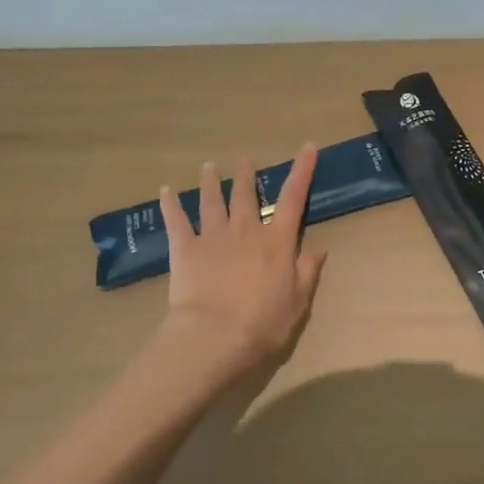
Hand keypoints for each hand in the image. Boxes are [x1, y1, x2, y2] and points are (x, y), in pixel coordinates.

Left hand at [155, 147, 327, 379]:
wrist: (214, 335)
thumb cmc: (264, 322)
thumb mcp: (298, 302)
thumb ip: (307, 272)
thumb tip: (318, 250)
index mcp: (277, 242)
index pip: (294, 199)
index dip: (302, 172)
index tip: (307, 148)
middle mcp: (246, 230)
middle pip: (246, 195)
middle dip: (246, 175)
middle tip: (244, 161)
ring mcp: (213, 236)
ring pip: (212, 200)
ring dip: (211, 182)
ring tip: (208, 167)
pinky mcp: (185, 248)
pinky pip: (176, 220)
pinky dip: (170, 204)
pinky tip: (165, 191)